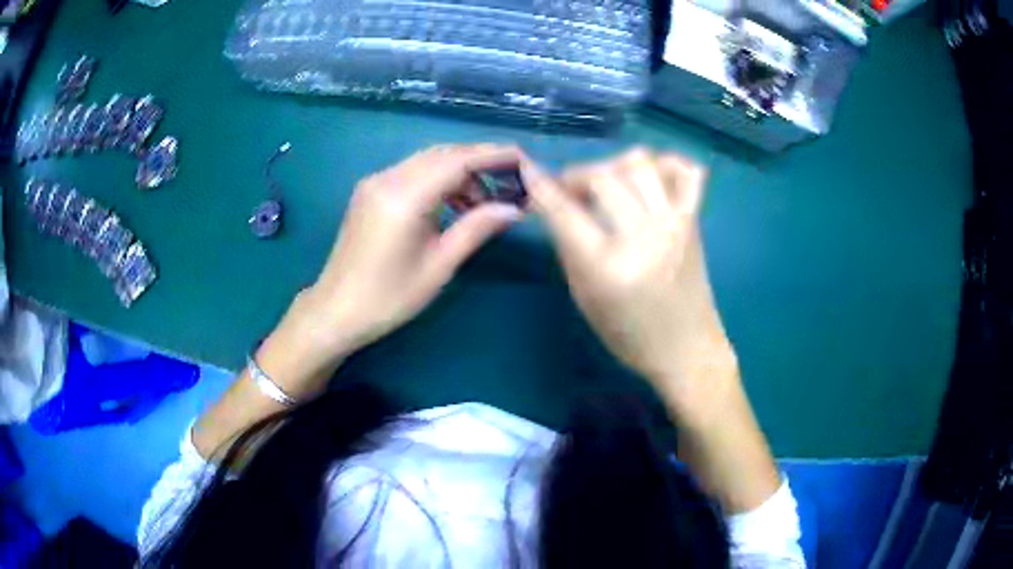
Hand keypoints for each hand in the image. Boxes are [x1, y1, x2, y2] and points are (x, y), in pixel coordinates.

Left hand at [286, 144, 524, 365]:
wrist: (336, 311)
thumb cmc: (389, 298)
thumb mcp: (439, 266)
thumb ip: (477, 228)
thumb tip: (514, 208)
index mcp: (404, 197)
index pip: (457, 160)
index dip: (493, 155)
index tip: (523, 158)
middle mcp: (387, 179)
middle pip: (442, 154)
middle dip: (478, 163)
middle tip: (509, 183)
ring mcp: (374, 182)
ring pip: (427, 161)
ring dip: (458, 173)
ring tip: (482, 203)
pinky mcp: (369, 192)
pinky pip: (411, 173)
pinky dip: (437, 180)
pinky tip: (452, 204)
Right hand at [523, 148, 734, 393]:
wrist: (686, 347)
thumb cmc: (629, 334)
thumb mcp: (585, 298)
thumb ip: (569, 248)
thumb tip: (557, 207)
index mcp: (608, 266)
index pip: (565, 212)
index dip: (541, 188)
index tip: (528, 173)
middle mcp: (644, 236)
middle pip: (603, 177)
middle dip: (576, 176)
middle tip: (571, 192)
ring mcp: (674, 223)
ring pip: (640, 163)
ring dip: (614, 166)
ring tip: (608, 184)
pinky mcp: (694, 219)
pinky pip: (687, 171)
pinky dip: (667, 165)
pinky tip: (651, 179)